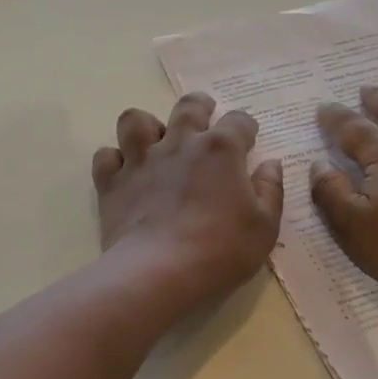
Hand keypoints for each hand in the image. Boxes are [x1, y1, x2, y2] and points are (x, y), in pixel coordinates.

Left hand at [93, 93, 284, 308]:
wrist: (159, 271)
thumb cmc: (221, 250)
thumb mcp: (264, 227)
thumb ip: (270, 191)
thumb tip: (271, 164)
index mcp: (220, 149)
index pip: (239, 121)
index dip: (246, 128)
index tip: (248, 140)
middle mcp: (179, 143)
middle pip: (188, 107)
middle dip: (200, 106)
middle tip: (204, 116)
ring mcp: (141, 160)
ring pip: (136, 120)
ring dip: (147, 126)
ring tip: (155, 140)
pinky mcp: (112, 182)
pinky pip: (106, 156)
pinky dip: (114, 160)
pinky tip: (124, 173)